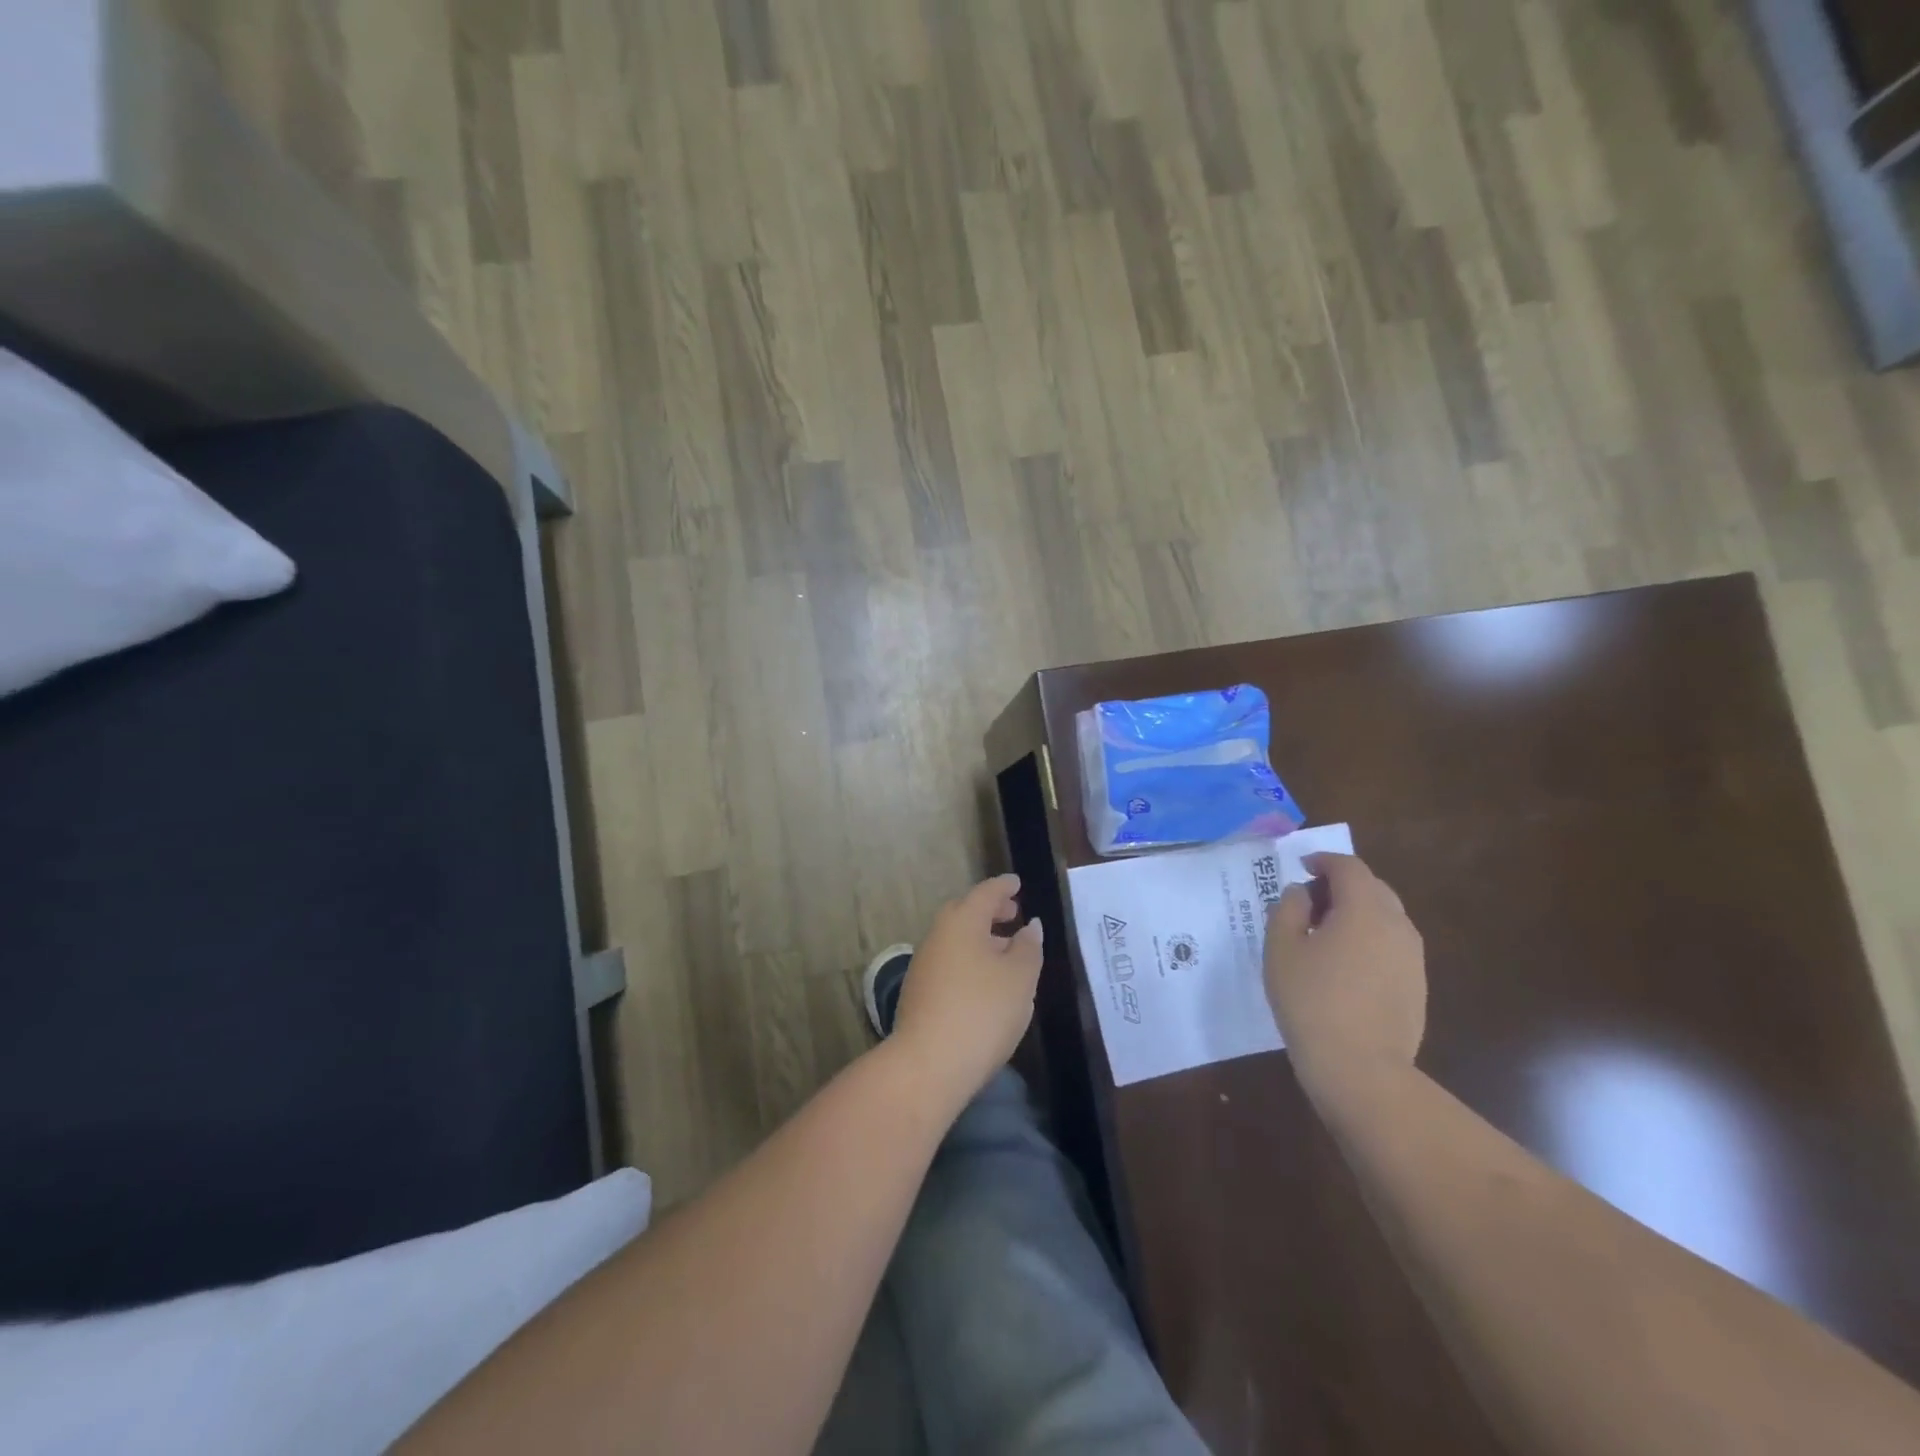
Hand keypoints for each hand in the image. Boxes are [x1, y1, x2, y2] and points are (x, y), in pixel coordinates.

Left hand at [892, 874, 1044, 1103]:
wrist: (928, 1064)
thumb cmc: (982, 1011)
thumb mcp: (1020, 978)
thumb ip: (1028, 947)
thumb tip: (1029, 926)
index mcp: (962, 922)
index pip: (985, 893)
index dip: (1004, 887)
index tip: (1017, 883)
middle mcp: (938, 935)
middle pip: (965, 913)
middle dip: (990, 911)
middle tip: (1013, 915)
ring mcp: (924, 965)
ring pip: (955, 940)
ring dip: (980, 939)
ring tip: (1006, 952)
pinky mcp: (918, 993)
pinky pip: (949, 962)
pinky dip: (969, 960)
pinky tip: (985, 983)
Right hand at [1264, 853, 1425, 1096]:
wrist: (1360, 1068)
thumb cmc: (1311, 1000)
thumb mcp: (1281, 948)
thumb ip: (1288, 908)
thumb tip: (1302, 892)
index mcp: (1364, 908)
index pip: (1348, 867)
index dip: (1323, 861)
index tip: (1302, 867)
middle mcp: (1397, 924)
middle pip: (1372, 888)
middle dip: (1341, 886)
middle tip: (1309, 902)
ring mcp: (1412, 957)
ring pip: (1385, 917)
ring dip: (1356, 913)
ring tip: (1324, 935)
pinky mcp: (1417, 984)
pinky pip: (1391, 945)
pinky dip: (1368, 940)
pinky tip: (1344, 966)